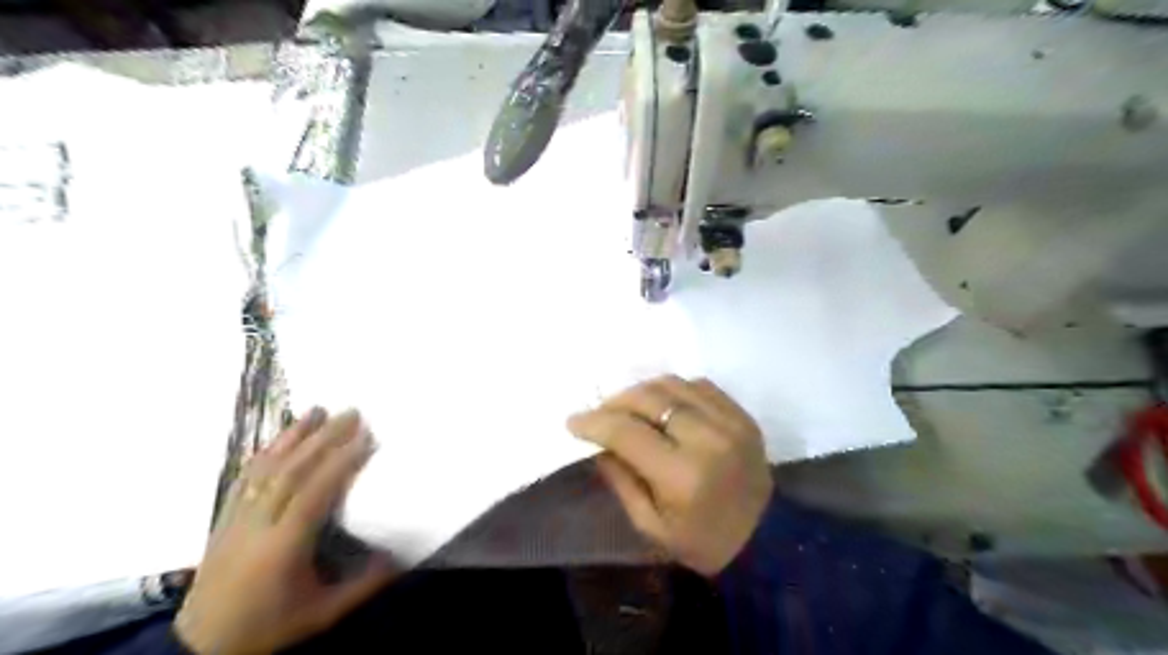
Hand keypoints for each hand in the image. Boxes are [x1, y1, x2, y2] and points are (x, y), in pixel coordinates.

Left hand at [173, 407, 396, 652]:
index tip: (366, 437)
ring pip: (267, 468)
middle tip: (351, 412)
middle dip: (324, 438)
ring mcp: (237, 518)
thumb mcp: (324, 612)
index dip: (341, 461)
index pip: (315, 492)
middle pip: (292, 471)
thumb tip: (402, 555)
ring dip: (293, 436)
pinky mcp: (224, 518)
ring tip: (316, 410)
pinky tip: (278, 438)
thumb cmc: (269, 627)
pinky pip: (244, 478)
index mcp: (284, 546)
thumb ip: (365, 583)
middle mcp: (258, 524)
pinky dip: (265, 453)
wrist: (202, 646)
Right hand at [568, 375, 773, 575]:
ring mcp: (729, 422)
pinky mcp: (742, 415)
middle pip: (649, 398)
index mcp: (682, 475)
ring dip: (643, 390)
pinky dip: (673, 390)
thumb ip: (621, 480)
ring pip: (673, 384)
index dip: (594, 422)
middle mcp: (707, 439)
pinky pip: (699, 385)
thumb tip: (600, 444)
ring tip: (628, 406)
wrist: (767, 538)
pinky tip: (663, 404)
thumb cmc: (703, 542)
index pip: (627, 432)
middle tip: (600, 412)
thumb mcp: (651, 526)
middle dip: (616, 400)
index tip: (573, 421)